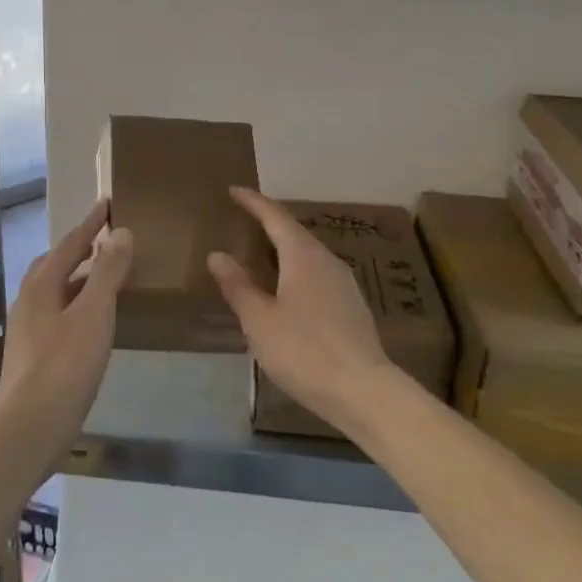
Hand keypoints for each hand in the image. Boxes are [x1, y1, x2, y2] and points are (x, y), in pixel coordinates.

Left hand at [0, 200, 132, 452]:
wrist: (29, 427)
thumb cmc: (64, 365)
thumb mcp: (94, 313)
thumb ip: (108, 272)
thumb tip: (120, 232)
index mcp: (41, 285)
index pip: (69, 244)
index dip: (90, 224)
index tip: (106, 203)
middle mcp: (29, 302)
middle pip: (54, 265)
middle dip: (78, 250)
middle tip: (103, 240)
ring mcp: (27, 331)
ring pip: (54, 292)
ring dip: (78, 279)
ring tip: (104, 279)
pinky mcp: (32, 357)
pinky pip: (57, 316)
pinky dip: (76, 306)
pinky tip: (92, 323)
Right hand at [208, 187, 392, 434]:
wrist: (364, 391)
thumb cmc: (304, 350)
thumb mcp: (259, 320)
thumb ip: (238, 285)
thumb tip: (217, 254)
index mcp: (303, 256)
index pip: (275, 216)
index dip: (253, 202)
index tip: (234, 190)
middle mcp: (327, 260)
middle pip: (295, 232)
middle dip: (269, 223)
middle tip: (244, 219)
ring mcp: (344, 283)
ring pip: (308, 254)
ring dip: (284, 248)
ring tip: (262, 252)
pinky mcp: (352, 306)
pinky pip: (318, 274)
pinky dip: (296, 270)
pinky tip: (288, 289)